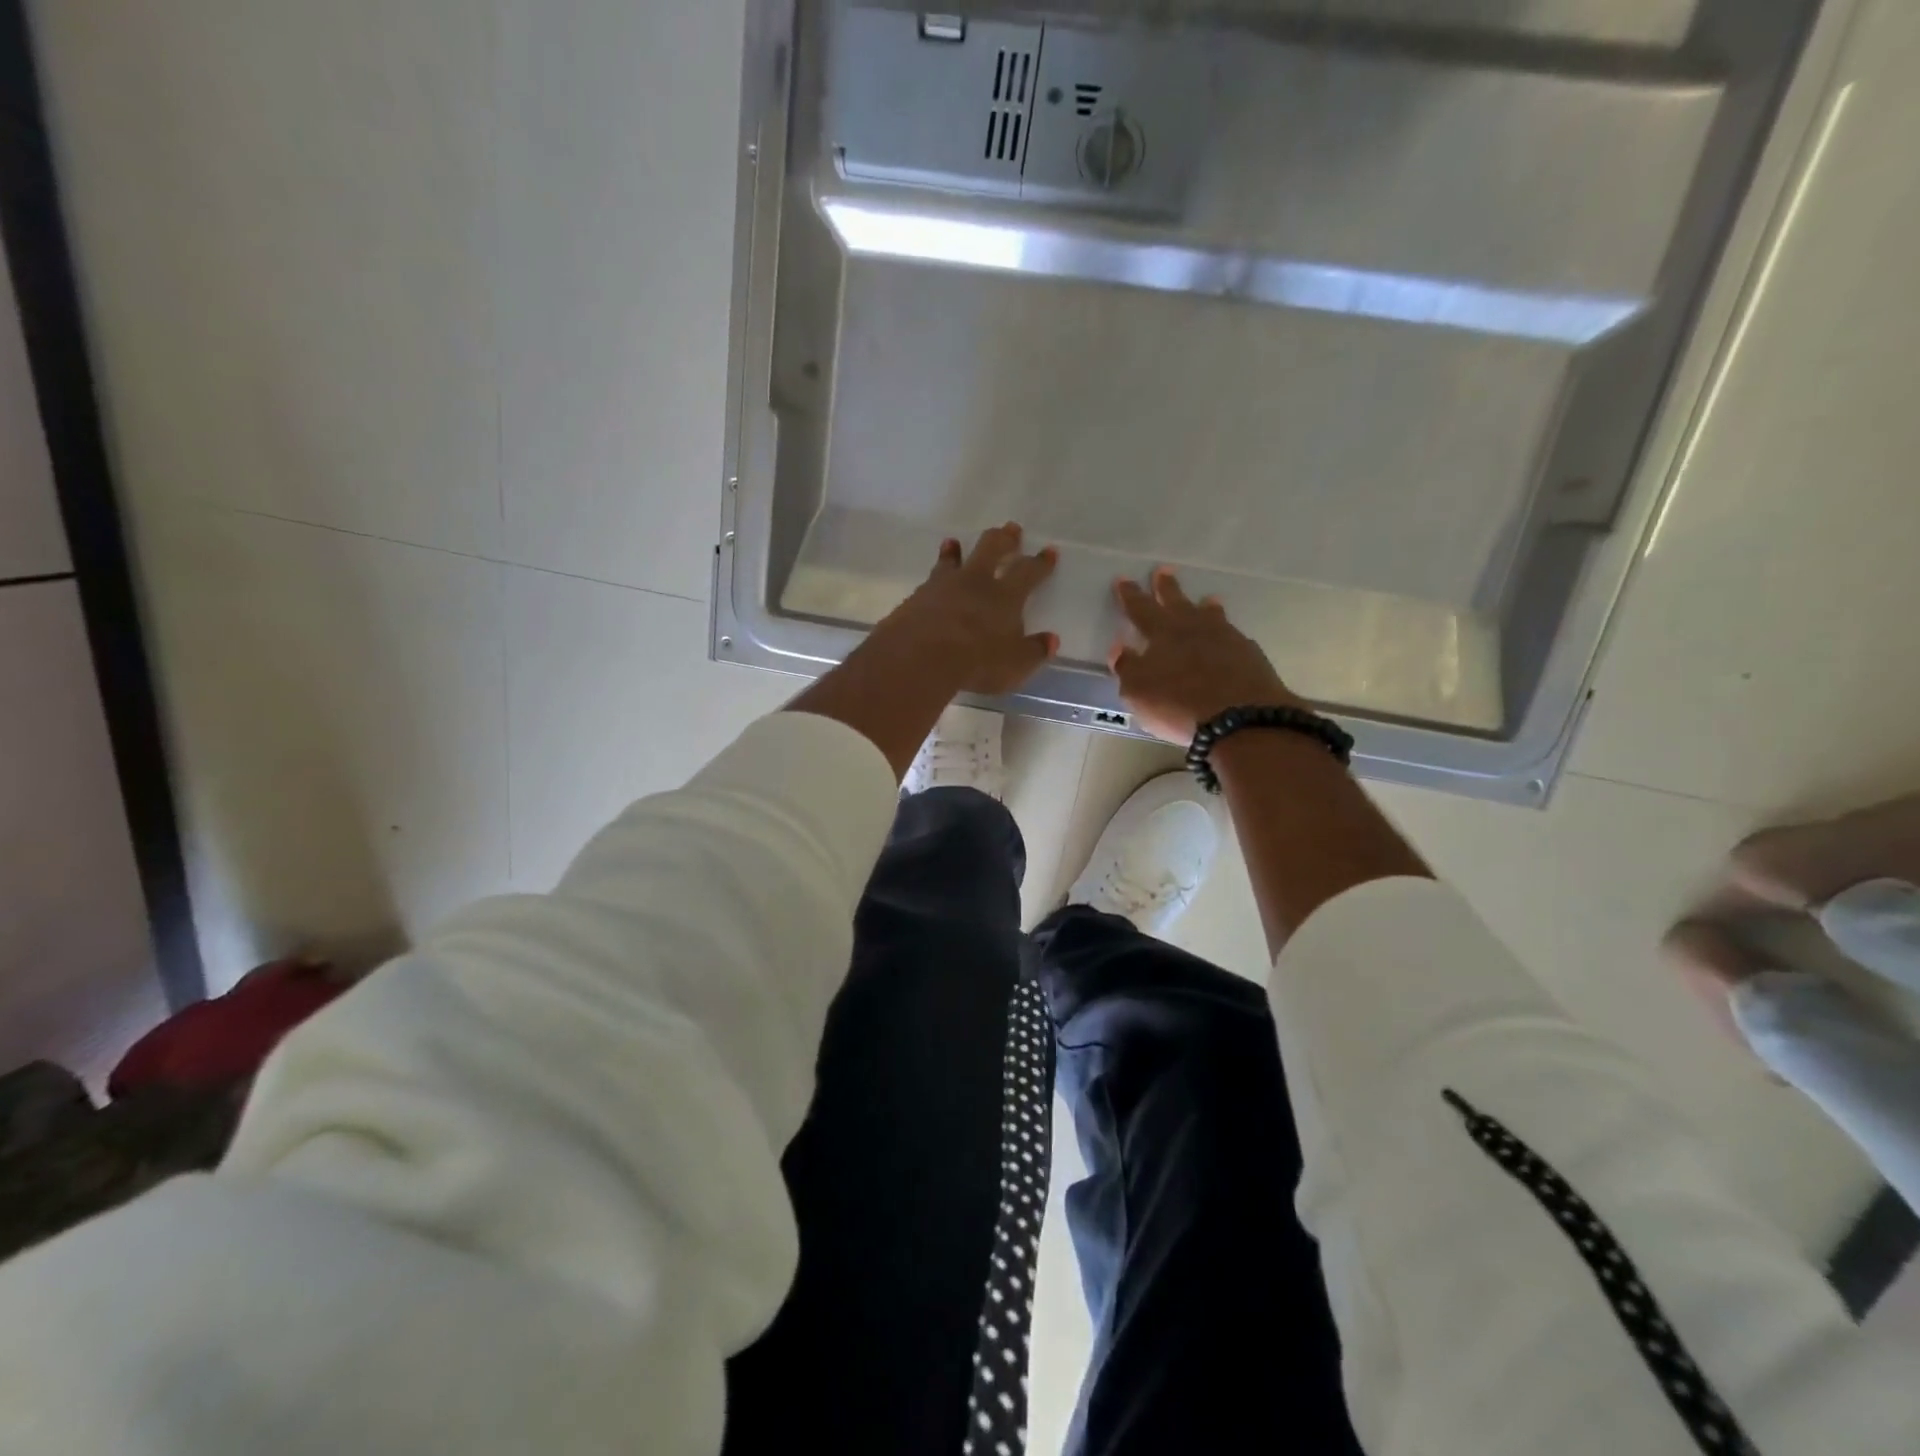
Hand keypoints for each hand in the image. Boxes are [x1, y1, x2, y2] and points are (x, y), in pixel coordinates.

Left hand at [873, 524, 1060, 695]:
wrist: (921, 656)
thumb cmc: (977, 661)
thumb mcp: (1015, 664)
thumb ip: (1034, 651)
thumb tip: (1051, 640)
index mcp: (1005, 596)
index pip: (1028, 572)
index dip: (1040, 563)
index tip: (1049, 551)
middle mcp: (976, 582)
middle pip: (991, 549)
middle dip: (1004, 538)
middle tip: (1011, 528)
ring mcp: (944, 586)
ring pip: (953, 560)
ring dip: (956, 550)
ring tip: (954, 543)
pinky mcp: (918, 597)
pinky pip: (930, 579)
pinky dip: (934, 574)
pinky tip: (931, 580)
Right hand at [1109, 567, 1302, 744]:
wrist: (1241, 718)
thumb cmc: (1178, 704)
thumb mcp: (1138, 691)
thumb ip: (1127, 667)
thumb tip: (1119, 646)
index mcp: (1162, 633)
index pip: (1141, 608)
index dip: (1130, 595)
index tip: (1123, 579)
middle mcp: (1194, 628)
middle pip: (1177, 602)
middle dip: (1167, 587)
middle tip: (1163, 570)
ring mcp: (1226, 639)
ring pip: (1211, 616)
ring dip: (1206, 607)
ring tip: (1207, 599)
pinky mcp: (1249, 655)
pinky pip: (1233, 636)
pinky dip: (1226, 633)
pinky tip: (1229, 638)